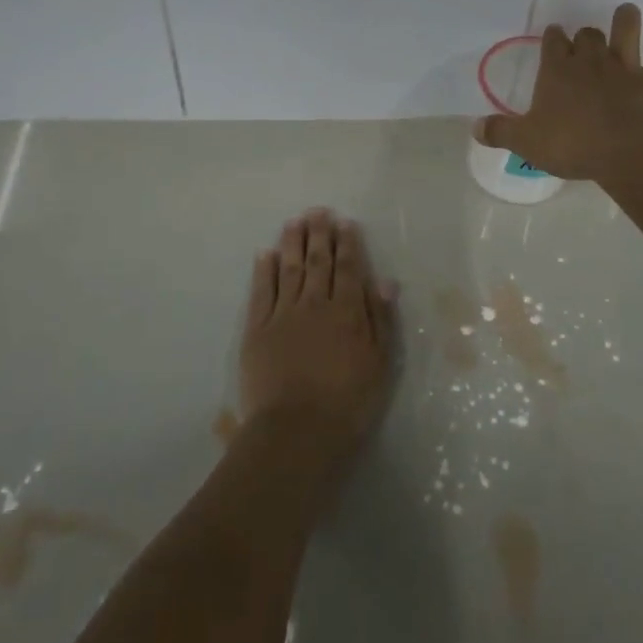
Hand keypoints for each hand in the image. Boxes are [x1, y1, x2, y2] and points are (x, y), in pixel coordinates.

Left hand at [239, 209, 396, 459]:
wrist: (297, 431)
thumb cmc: (348, 402)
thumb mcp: (380, 363)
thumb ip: (381, 319)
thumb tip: (384, 280)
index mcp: (348, 311)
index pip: (349, 268)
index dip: (348, 244)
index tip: (345, 223)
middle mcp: (315, 304)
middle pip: (318, 262)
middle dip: (319, 234)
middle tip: (318, 211)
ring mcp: (283, 315)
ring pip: (289, 269)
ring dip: (292, 243)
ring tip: (294, 221)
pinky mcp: (257, 330)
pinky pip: (261, 292)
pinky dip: (264, 271)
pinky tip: (266, 254)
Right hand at [475, 3, 642, 180]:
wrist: (622, 150)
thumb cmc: (570, 144)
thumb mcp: (525, 142)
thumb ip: (499, 132)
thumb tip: (474, 127)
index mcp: (556, 71)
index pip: (552, 43)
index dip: (552, 39)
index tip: (553, 38)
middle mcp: (590, 60)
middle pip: (586, 35)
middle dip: (585, 34)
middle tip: (585, 40)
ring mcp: (625, 65)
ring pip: (626, 29)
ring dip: (626, 19)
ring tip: (626, 13)